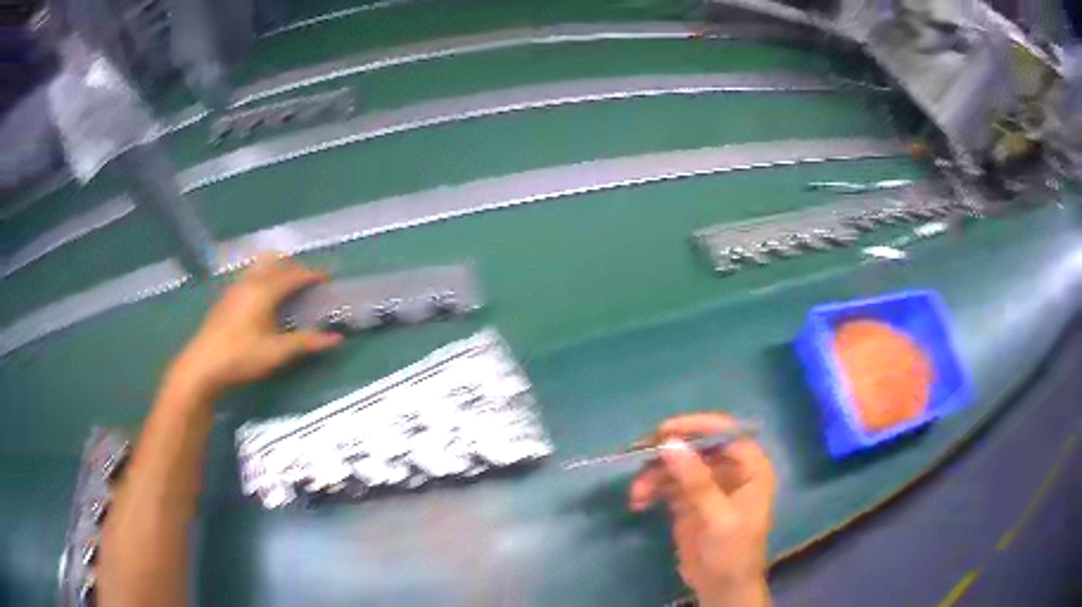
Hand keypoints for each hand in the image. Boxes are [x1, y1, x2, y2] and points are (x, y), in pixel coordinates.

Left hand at [168, 255, 342, 398]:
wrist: (202, 366)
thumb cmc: (241, 357)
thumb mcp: (277, 353)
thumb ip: (306, 343)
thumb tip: (337, 339)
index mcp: (264, 291)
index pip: (293, 275)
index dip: (312, 274)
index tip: (327, 278)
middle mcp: (250, 282)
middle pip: (275, 262)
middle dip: (293, 266)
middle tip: (306, 280)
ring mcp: (234, 288)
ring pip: (259, 267)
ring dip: (275, 269)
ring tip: (285, 285)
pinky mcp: (225, 298)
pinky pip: (248, 277)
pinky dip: (261, 277)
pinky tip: (260, 298)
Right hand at [628, 414, 774, 606]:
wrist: (721, 588)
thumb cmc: (732, 552)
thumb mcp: (718, 518)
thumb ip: (696, 481)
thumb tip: (670, 444)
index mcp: (750, 468)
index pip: (726, 433)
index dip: (696, 427)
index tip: (664, 431)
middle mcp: (730, 471)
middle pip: (697, 446)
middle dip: (667, 452)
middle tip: (638, 454)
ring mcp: (707, 486)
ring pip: (678, 465)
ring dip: (654, 475)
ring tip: (637, 493)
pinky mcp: (688, 502)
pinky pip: (667, 484)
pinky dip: (651, 489)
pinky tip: (638, 502)